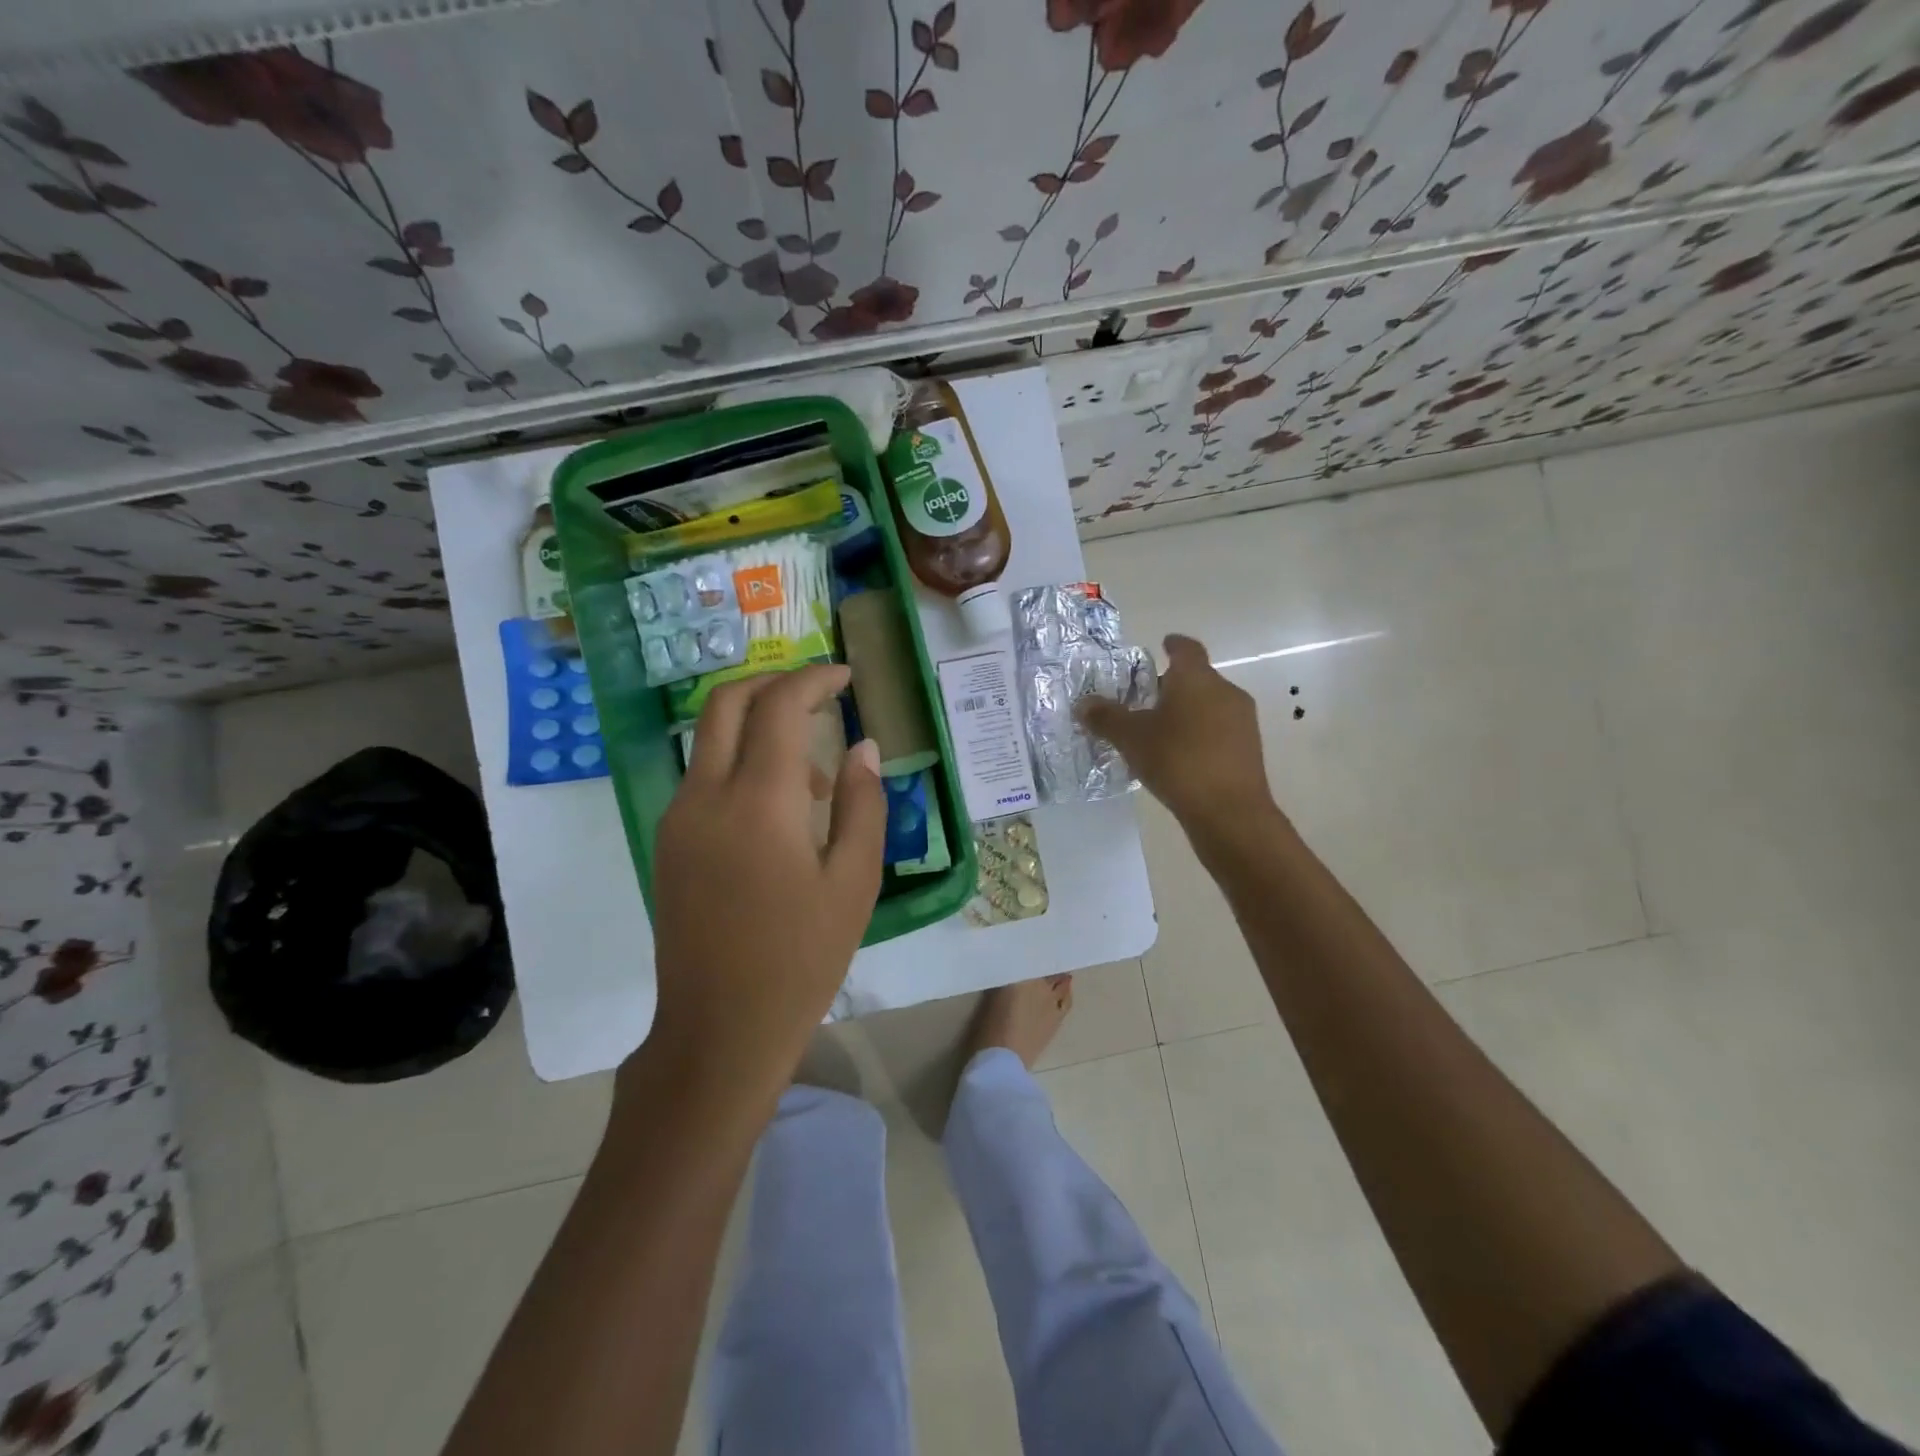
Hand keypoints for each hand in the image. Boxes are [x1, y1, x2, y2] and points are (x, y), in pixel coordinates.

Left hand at [643, 664, 884, 1101]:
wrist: (719, 1030)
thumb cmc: (802, 958)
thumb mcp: (854, 882)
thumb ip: (864, 804)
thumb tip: (864, 748)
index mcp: (758, 801)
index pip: (779, 706)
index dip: (815, 680)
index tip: (847, 677)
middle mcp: (705, 795)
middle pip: (726, 701)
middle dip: (774, 683)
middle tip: (820, 696)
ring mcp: (678, 818)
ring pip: (711, 737)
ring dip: (760, 727)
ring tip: (818, 775)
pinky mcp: (668, 842)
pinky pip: (704, 776)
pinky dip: (742, 762)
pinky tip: (781, 809)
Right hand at [1077, 634, 1275, 832]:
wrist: (1229, 811)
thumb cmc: (1177, 760)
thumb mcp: (1131, 738)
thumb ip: (1106, 717)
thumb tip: (1083, 704)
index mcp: (1196, 678)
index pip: (1186, 649)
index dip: (1173, 645)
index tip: (1163, 645)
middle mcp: (1224, 691)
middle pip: (1196, 678)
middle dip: (1171, 685)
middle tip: (1144, 699)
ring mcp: (1242, 720)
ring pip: (1209, 705)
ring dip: (1186, 711)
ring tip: (1159, 731)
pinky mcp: (1248, 748)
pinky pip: (1219, 730)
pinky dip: (1199, 734)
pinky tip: (1180, 756)